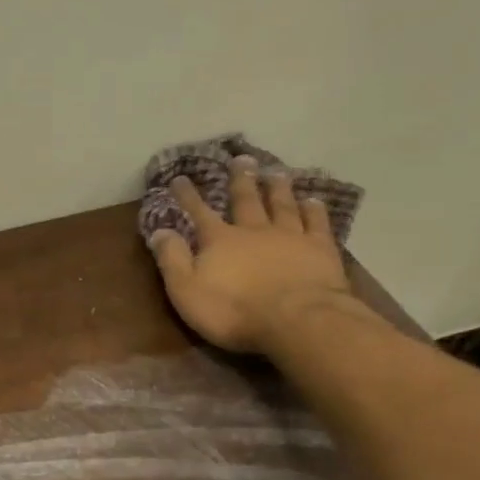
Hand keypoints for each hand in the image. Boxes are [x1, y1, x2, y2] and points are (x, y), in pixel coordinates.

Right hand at [148, 158, 355, 353]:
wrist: (297, 321)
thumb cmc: (234, 311)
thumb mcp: (187, 290)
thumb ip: (172, 259)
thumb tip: (159, 231)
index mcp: (220, 240)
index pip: (199, 212)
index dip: (188, 195)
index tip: (180, 178)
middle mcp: (254, 230)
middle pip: (246, 199)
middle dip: (240, 179)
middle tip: (241, 159)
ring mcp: (290, 237)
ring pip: (282, 205)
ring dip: (277, 188)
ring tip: (276, 171)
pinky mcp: (320, 249)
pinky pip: (316, 223)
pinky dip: (314, 210)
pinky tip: (314, 201)